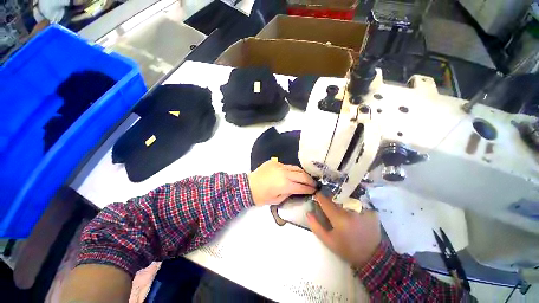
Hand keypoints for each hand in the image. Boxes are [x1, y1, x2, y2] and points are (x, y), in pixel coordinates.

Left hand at [248, 160, 315, 205]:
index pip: (301, 186)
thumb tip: (296, 190)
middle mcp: (284, 173)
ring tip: (307, 178)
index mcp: (284, 184)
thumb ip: (289, 194)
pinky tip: (294, 173)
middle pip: (302, 175)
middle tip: (314, 184)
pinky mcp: (275, 162)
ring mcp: (279, 166)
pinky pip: (287, 165)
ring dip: (303, 173)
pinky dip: (293, 170)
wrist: (248, 186)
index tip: (315, 190)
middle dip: (310, 180)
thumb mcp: (276, 200)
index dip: (309, 189)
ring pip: (296, 168)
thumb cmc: (261, 196)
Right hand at [307, 192, 380, 268]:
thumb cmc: (347, 249)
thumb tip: (308, 212)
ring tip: (337, 197)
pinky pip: (358, 198)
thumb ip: (316, 226)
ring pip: (346, 195)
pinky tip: (349, 201)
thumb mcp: (328, 241)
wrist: (372, 256)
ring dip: (340, 195)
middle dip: (329, 195)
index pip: (325, 201)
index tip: (316, 195)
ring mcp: (362, 209)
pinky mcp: (371, 209)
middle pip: (336, 196)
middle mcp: (350, 210)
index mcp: (339, 218)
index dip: (319, 196)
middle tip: (326, 196)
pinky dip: (351, 197)